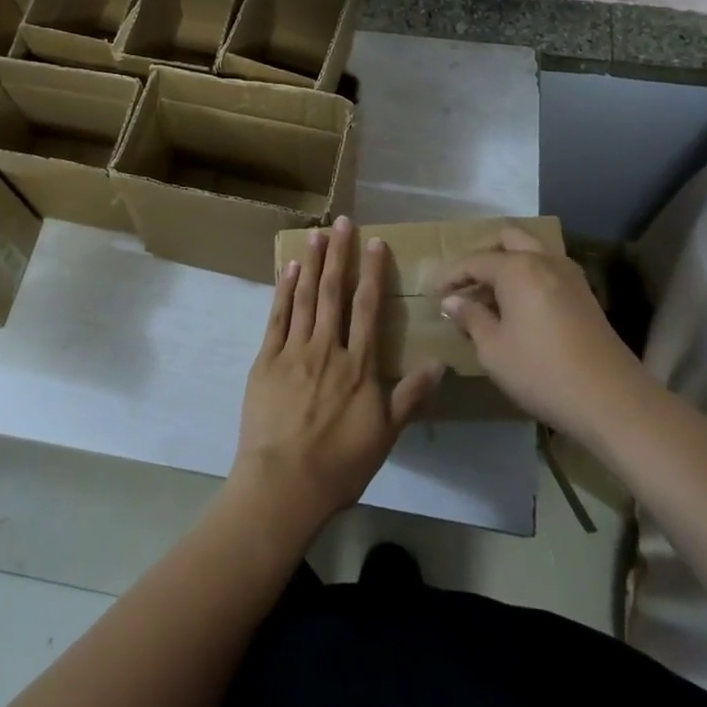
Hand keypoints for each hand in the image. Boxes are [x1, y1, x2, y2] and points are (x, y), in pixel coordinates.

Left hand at [229, 217, 442, 536]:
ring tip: (316, 234)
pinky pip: (276, 317)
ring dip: (312, 264)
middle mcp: (327, 348)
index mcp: (358, 365)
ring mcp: (293, 351)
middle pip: (334, 292)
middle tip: (342, 222)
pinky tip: (288, 269)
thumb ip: (411, 396)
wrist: (284, 483)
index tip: (375, 242)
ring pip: (305, 298)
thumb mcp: (386, 435)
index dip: (372, 272)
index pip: (367, 307)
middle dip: (339, 254)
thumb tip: (441, 364)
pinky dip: (283, 291)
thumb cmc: (340, 463)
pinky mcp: (265, 360)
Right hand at [436, 227, 646, 435]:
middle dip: (484, 256)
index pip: (475, 261)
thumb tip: (453, 301)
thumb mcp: (493, 349)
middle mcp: (544, 260)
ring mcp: (570, 276)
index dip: (451, 276)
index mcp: (517, 268)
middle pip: (509, 240)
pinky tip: (520, 307)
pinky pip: (549, 271)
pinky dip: (529, 278)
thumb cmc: (541, 371)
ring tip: (492, 295)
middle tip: (467, 284)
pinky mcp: (586, 295)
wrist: (612, 400)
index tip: (434, 293)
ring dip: (509, 264)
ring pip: (533, 252)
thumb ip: (471, 318)